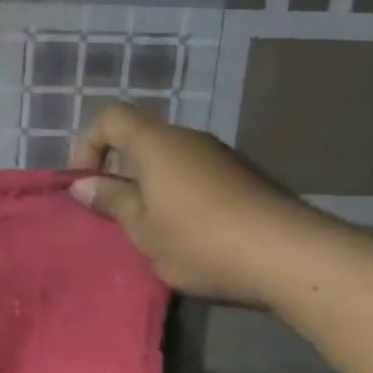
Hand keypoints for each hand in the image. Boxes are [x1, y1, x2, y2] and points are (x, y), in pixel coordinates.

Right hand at [68, 103, 315, 303]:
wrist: (290, 255)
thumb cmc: (200, 239)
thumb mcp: (143, 228)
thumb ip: (111, 201)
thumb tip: (82, 184)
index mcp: (155, 143)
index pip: (110, 118)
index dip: (89, 144)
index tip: (87, 183)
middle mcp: (187, 139)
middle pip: (142, 139)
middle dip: (121, 172)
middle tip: (117, 215)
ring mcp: (220, 156)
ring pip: (171, 161)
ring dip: (153, 188)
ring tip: (154, 232)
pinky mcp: (245, 178)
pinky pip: (197, 176)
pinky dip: (181, 196)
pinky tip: (192, 236)